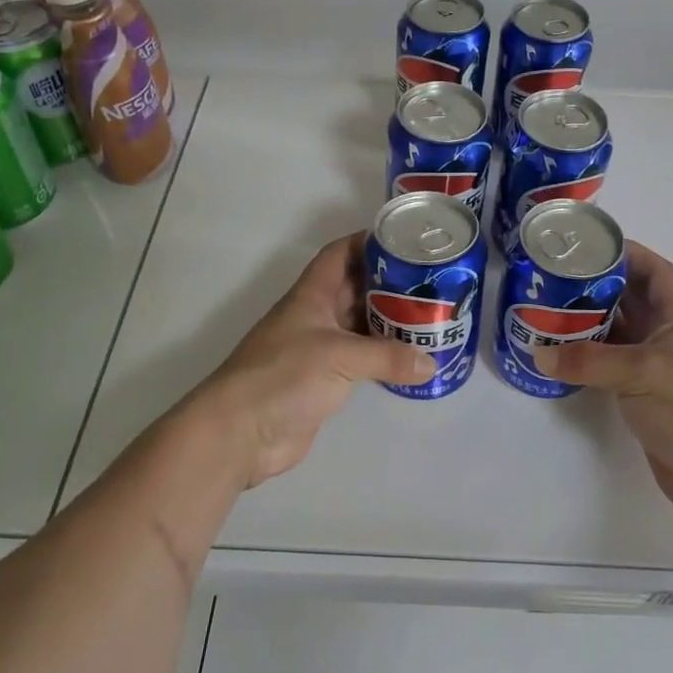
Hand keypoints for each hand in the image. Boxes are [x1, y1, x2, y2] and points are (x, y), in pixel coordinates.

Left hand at [195, 233, 433, 486]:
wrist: (241, 432)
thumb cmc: (284, 376)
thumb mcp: (339, 357)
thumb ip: (387, 357)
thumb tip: (431, 363)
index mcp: (311, 296)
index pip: (339, 255)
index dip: (367, 242)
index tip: (404, 240)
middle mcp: (315, 316)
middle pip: (355, 288)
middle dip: (389, 283)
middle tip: (430, 282)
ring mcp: (318, 349)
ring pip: (359, 325)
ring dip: (389, 321)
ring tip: (429, 317)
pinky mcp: (323, 380)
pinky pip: (360, 360)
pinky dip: (383, 357)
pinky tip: (411, 359)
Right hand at [536, 242, 672, 526]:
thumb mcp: (643, 373)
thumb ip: (590, 361)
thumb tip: (540, 353)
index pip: (655, 272)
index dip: (628, 253)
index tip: (590, 246)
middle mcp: (665, 339)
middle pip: (629, 301)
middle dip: (596, 287)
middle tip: (553, 280)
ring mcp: (654, 370)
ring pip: (616, 336)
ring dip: (586, 325)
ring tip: (546, 314)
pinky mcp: (642, 399)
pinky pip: (608, 369)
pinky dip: (585, 362)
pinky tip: (558, 359)